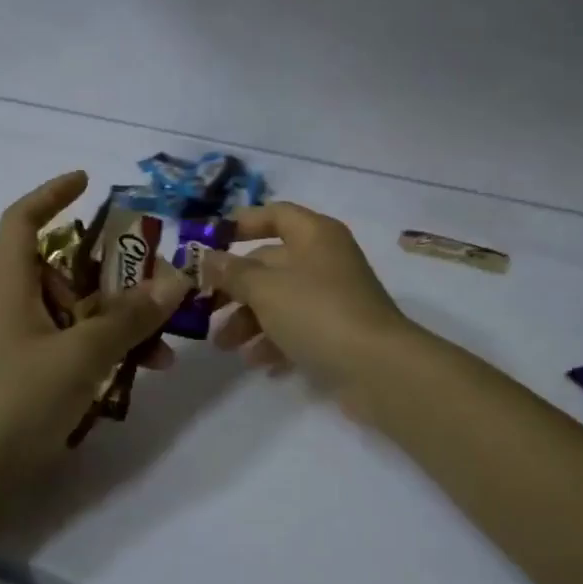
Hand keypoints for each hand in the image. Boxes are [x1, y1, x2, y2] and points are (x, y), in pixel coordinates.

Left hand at [0, 172, 189, 490]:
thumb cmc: (12, 402)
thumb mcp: (79, 355)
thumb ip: (129, 317)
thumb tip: (176, 278)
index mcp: (11, 284)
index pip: (23, 219)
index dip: (52, 194)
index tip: (88, 181)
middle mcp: (15, 305)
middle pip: (66, 267)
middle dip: (115, 270)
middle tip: (159, 277)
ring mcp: (23, 344)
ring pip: (79, 312)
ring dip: (121, 319)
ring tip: (165, 342)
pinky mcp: (31, 378)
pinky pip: (77, 347)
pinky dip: (109, 351)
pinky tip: (145, 371)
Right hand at [203, 202, 420, 401]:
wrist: (378, 369)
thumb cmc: (317, 312)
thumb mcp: (265, 288)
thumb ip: (232, 271)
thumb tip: (207, 257)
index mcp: (314, 234)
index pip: (274, 214)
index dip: (241, 223)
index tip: (208, 242)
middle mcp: (325, 259)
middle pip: (270, 262)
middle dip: (235, 286)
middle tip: (204, 307)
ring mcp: (333, 296)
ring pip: (280, 299)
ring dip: (248, 320)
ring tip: (224, 345)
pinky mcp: (337, 331)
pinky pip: (297, 328)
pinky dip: (274, 341)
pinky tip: (256, 362)